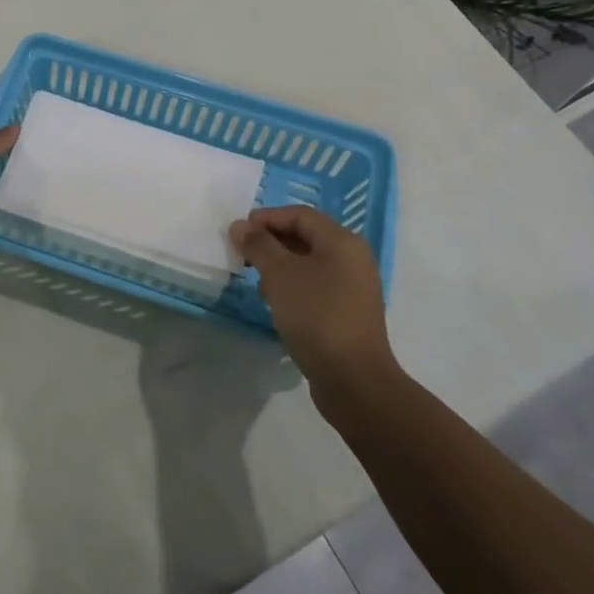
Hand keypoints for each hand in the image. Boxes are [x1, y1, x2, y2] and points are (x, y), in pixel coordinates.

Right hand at [230, 206, 392, 396]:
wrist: (353, 380)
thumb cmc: (316, 315)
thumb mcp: (280, 274)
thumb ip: (258, 245)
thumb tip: (240, 225)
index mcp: (342, 242)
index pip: (300, 214)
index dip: (267, 218)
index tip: (239, 232)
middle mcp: (353, 259)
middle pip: (305, 237)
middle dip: (271, 242)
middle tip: (243, 255)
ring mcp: (354, 288)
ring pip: (309, 263)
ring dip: (279, 266)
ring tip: (256, 281)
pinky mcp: (348, 313)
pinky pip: (316, 287)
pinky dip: (293, 286)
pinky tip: (276, 304)